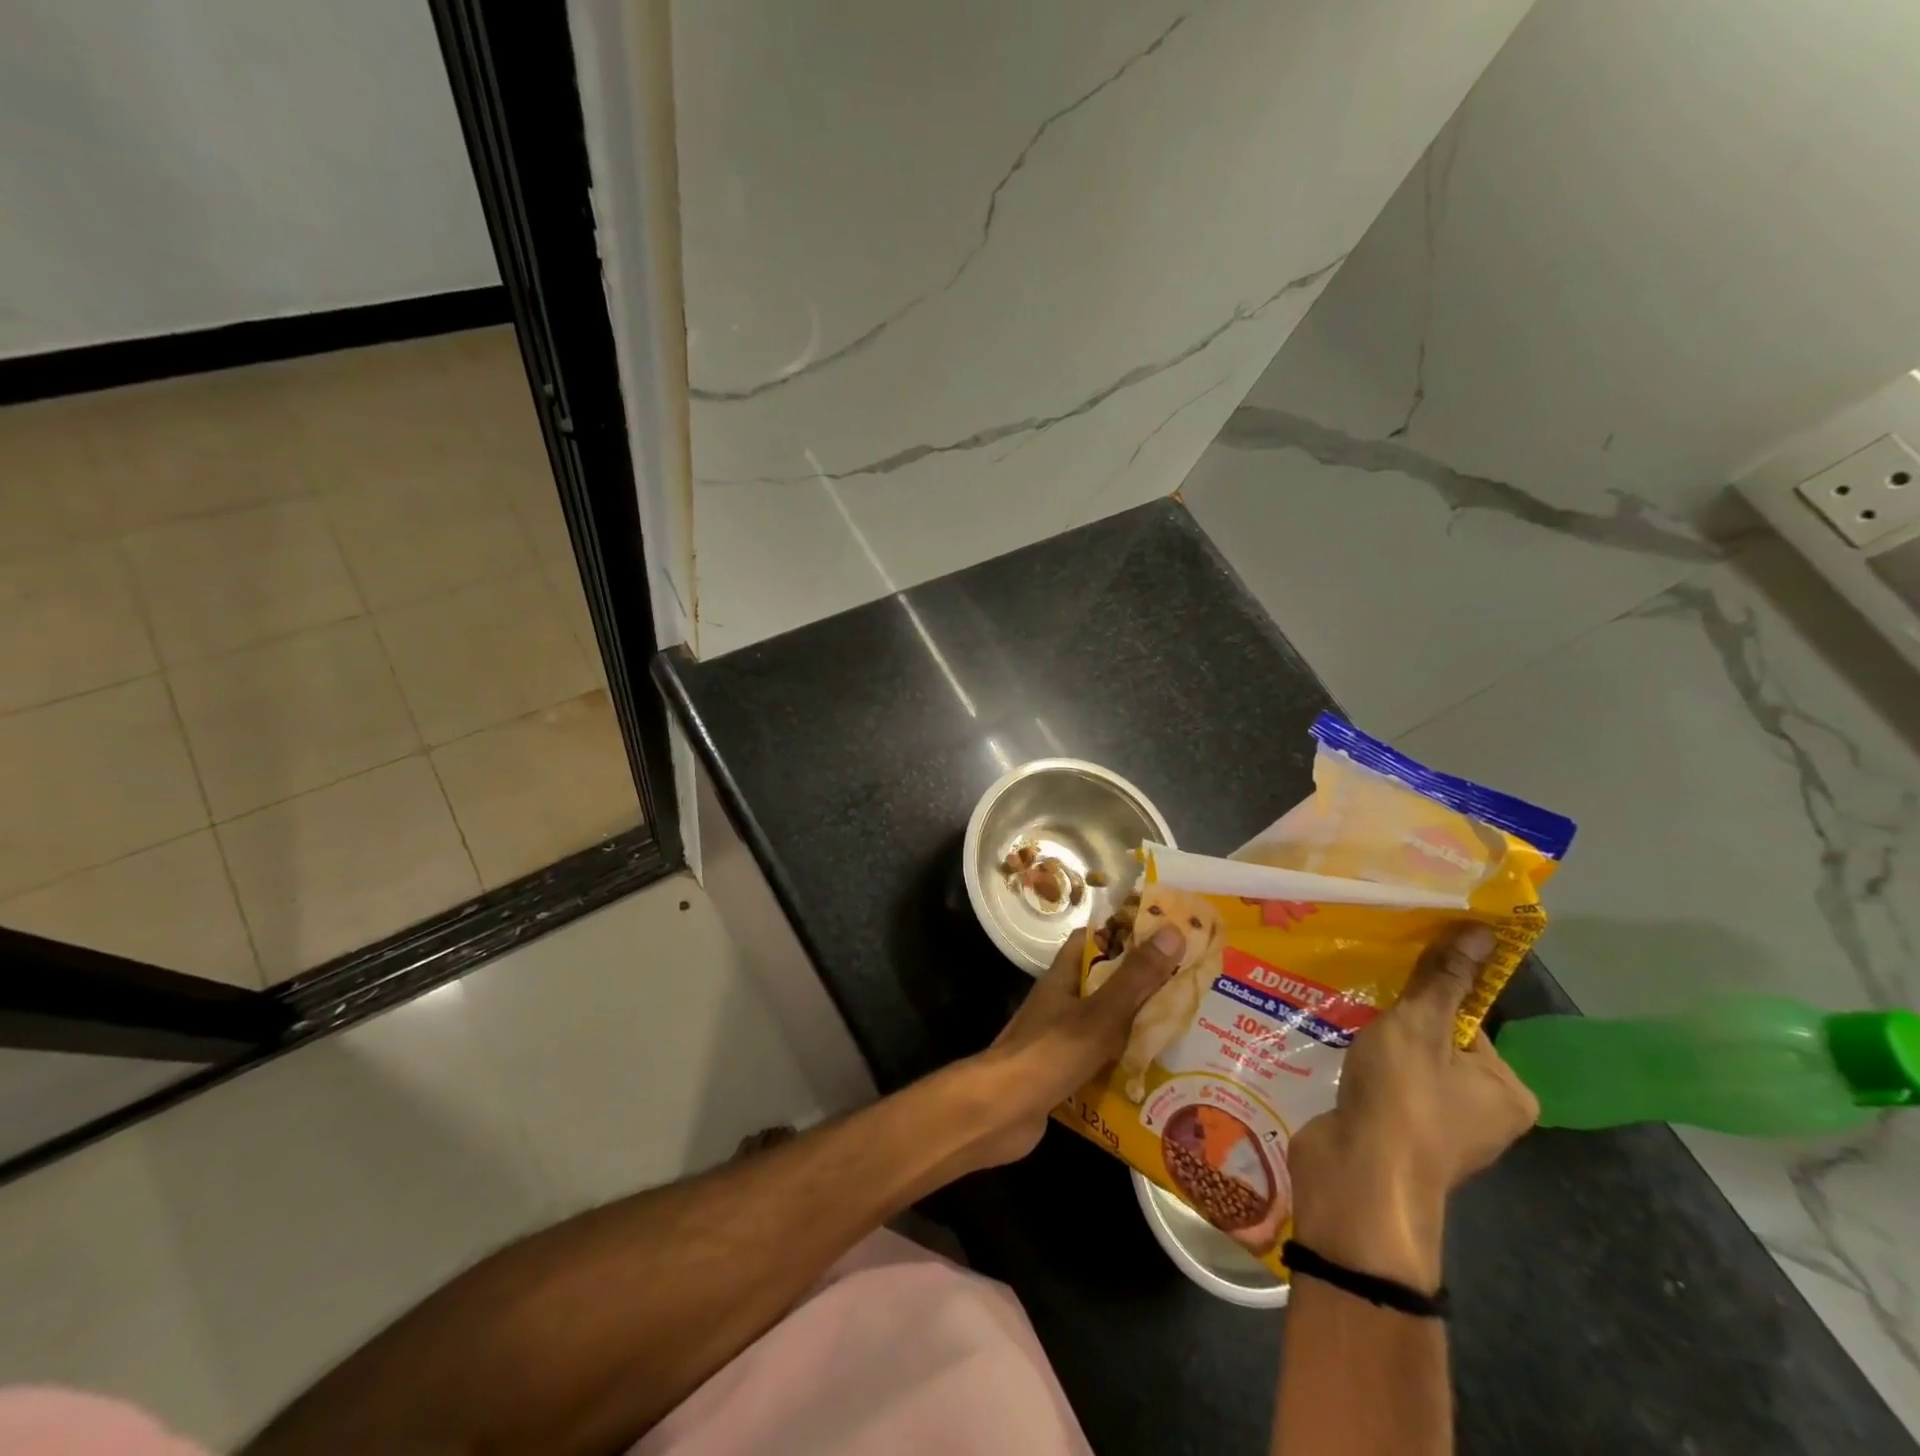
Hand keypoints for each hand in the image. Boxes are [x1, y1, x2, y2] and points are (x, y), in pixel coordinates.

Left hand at [955, 924, 1185, 1167]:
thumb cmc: (1050, 1052)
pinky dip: (1124, 1064)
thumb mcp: (1100, 1013)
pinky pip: (1100, 1061)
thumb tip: (1173, 931)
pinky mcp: (1063, 1072)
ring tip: (1185, 1031)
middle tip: (1190, 987)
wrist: (1002, 1111)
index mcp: (1064, 977)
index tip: (1165, 934)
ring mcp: (1059, 1038)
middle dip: (1142, 984)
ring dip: (1136, 1027)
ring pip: (1104, 1024)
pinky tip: (1156, 1076)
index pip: (1092, 940)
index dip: (1125, 933)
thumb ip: (1136, 977)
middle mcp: (1060, 1001)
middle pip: (1104, 982)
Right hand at [1288, 922, 1537, 1288]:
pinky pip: (1381, 1088)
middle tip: (1360, 1001)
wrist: (1357, 1179)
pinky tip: (1331, 1056)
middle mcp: (1481, 1113)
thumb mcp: (1419, 1027)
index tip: (1389, 986)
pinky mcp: (1395, 1137)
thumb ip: (1444, 981)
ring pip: (1403, 1065)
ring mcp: (1436, 1129)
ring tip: (1340, 1023)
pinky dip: (1359, 1071)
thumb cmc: (1402, 1099)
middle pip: (1434, 1042)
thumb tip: (1483, 931)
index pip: (1468, 1022)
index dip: (1427, 999)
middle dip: (1393, 1022)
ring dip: (1371, 1045)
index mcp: (1506, 1090)